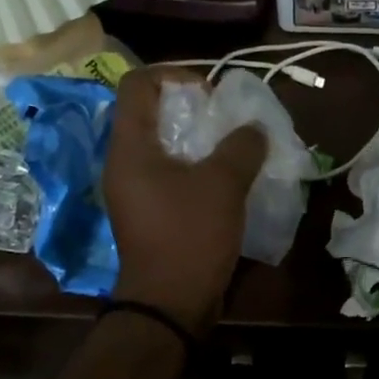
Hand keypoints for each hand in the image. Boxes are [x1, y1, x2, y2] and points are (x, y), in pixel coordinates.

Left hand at [105, 67, 266, 332]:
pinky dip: (196, 166)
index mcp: (130, 148)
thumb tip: (254, 128)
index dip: (174, 74)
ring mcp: (135, 190)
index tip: (210, 93)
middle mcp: (124, 163)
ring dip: (198, 139)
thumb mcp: (223, 184)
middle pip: (150, 113)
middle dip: (191, 108)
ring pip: (163, 145)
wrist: (170, 304)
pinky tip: (227, 177)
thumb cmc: (189, 236)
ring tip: (232, 146)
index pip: (138, 84)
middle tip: (226, 120)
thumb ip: (241, 146)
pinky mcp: (149, 212)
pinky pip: (170, 173)